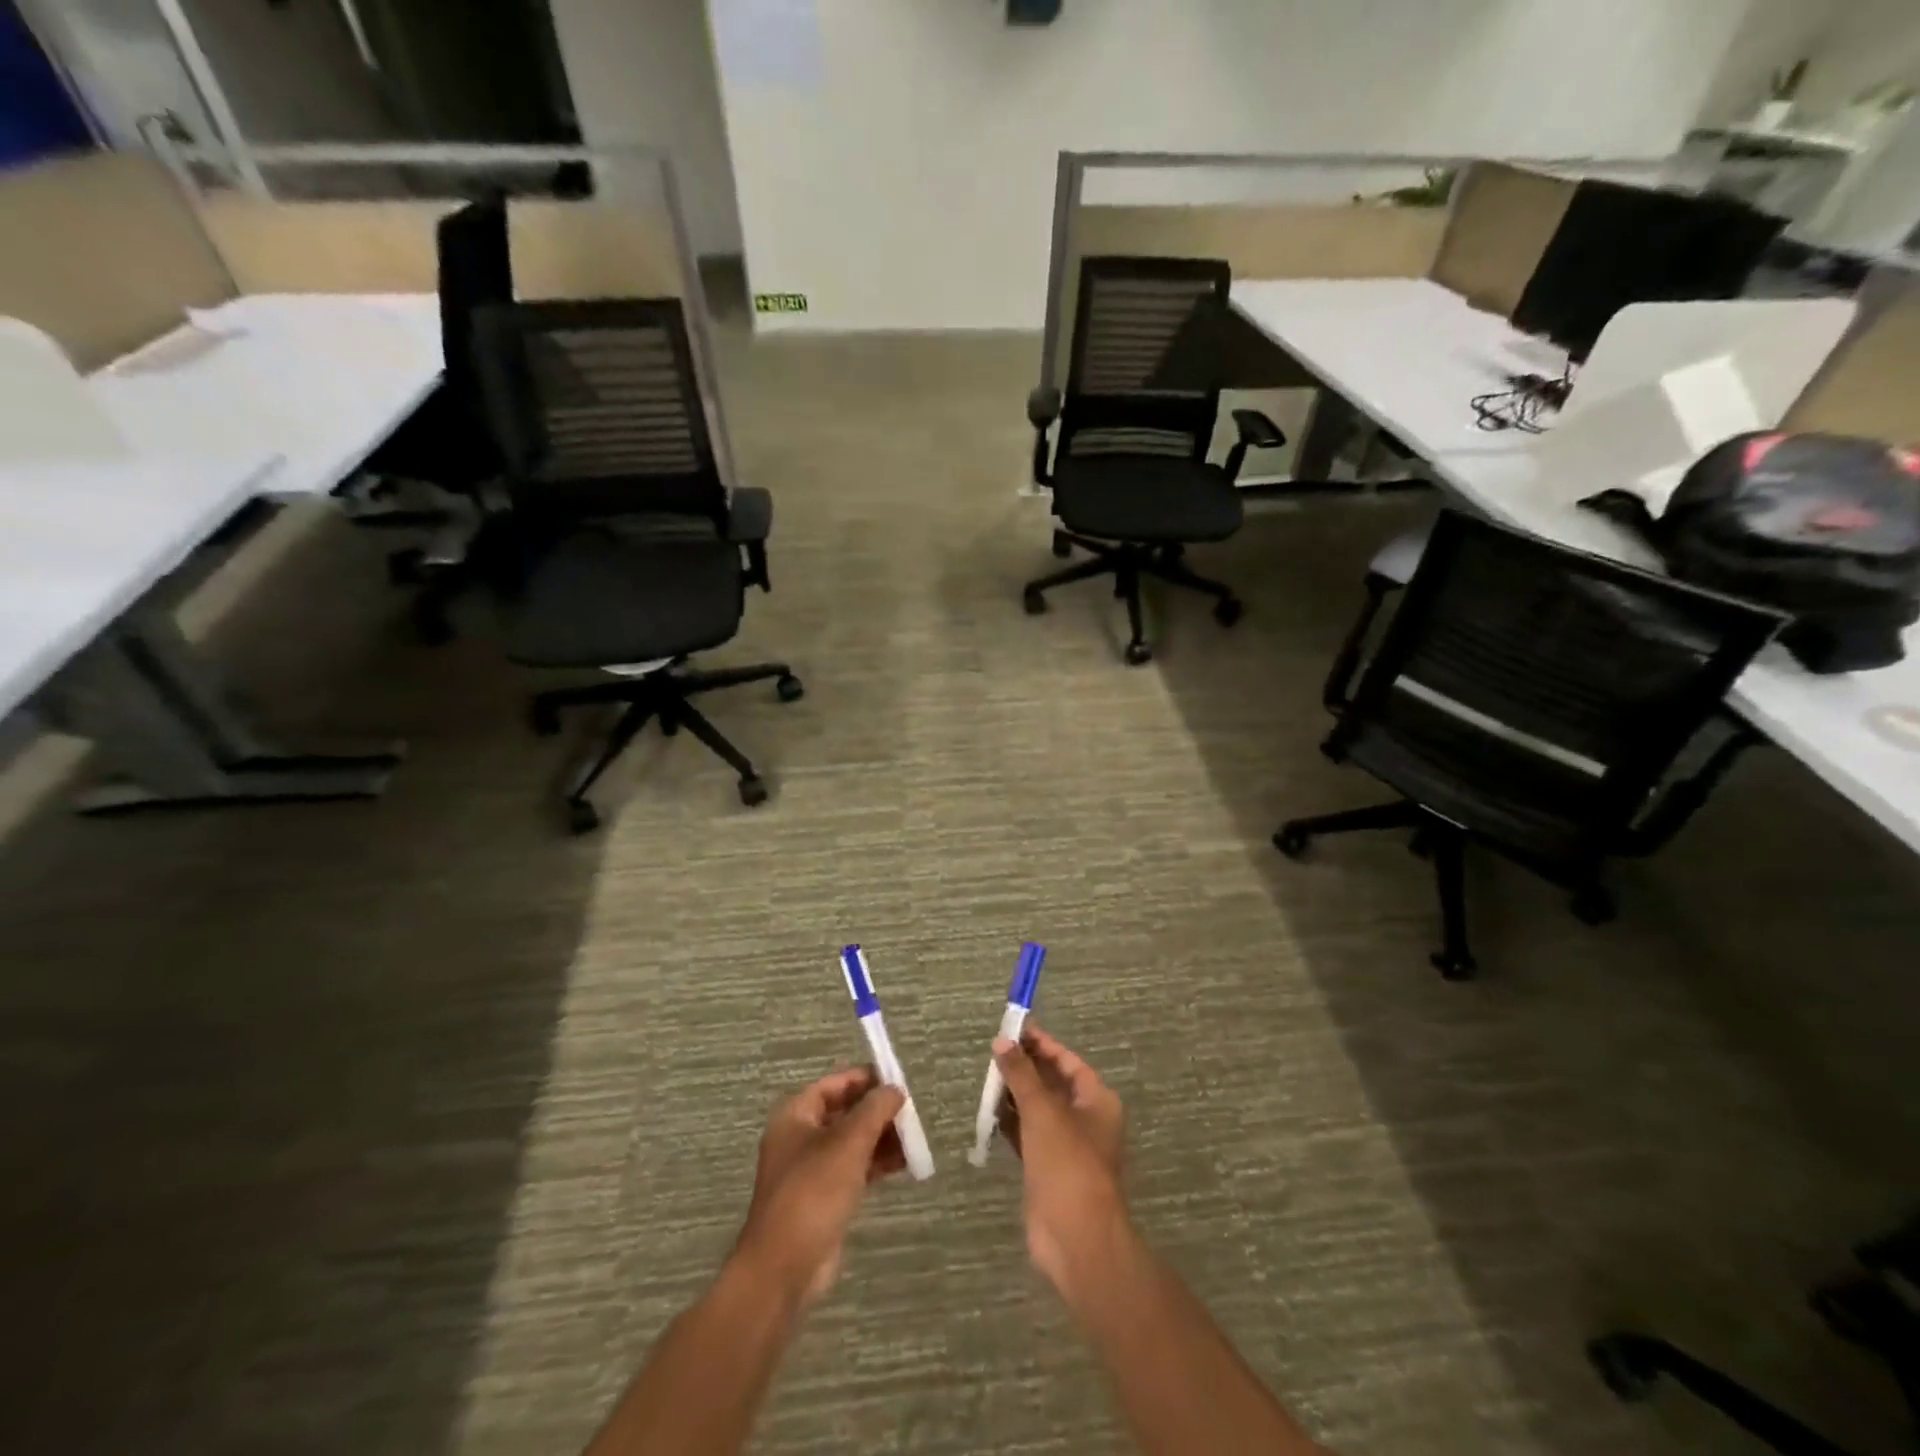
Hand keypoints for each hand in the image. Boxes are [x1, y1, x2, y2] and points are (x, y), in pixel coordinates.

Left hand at [732, 1067, 907, 1309]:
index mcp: (796, 1115)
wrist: (784, 1267)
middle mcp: (800, 1137)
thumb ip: (875, 1109)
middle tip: (911, 1114)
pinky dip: (877, 1164)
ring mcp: (811, 1170)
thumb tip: (895, 1089)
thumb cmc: (813, 1192)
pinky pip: (854, 1169)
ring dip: (882, 1139)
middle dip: (878, 1112)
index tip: (897, 1081)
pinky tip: (904, 1164)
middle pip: (845, 1112)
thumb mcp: (849, 1142)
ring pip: (852, 1142)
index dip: (865, 1079)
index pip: (835, 1084)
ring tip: (914, 1140)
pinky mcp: (823, 1198)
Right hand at [992, 1026, 1129, 1305]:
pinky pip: (1027, 1134)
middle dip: (1025, 1067)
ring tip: (986, 1077)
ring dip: (1015, 1094)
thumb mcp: (1042, 1112)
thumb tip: (1002, 1041)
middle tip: (993, 1051)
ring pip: (1038, 1109)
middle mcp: (1084, 1119)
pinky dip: (1011, 1122)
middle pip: (1052, 1083)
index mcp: (1096, 1100)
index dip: (1041, 1044)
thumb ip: (1021, 1074)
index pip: (1067, 1061)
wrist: (1076, 1238)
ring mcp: (1066, 1145)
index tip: (1013, 1029)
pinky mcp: (1047, 1168)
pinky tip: (988, 1112)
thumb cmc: (1067, 1164)